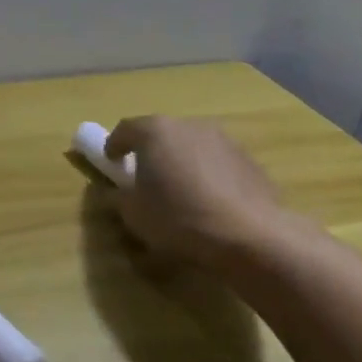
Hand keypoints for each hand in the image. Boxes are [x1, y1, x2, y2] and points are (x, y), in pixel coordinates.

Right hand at [103, 116, 294, 263]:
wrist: (250, 235)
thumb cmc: (179, 218)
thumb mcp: (133, 214)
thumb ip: (118, 197)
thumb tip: (116, 192)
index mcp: (155, 132)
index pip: (125, 130)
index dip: (114, 145)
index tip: (111, 163)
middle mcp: (189, 126)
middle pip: (162, 134)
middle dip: (151, 152)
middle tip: (145, 177)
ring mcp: (224, 140)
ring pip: (192, 146)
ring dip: (182, 162)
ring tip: (181, 191)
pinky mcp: (249, 160)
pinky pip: (217, 162)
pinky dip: (208, 175)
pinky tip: (210, 203)